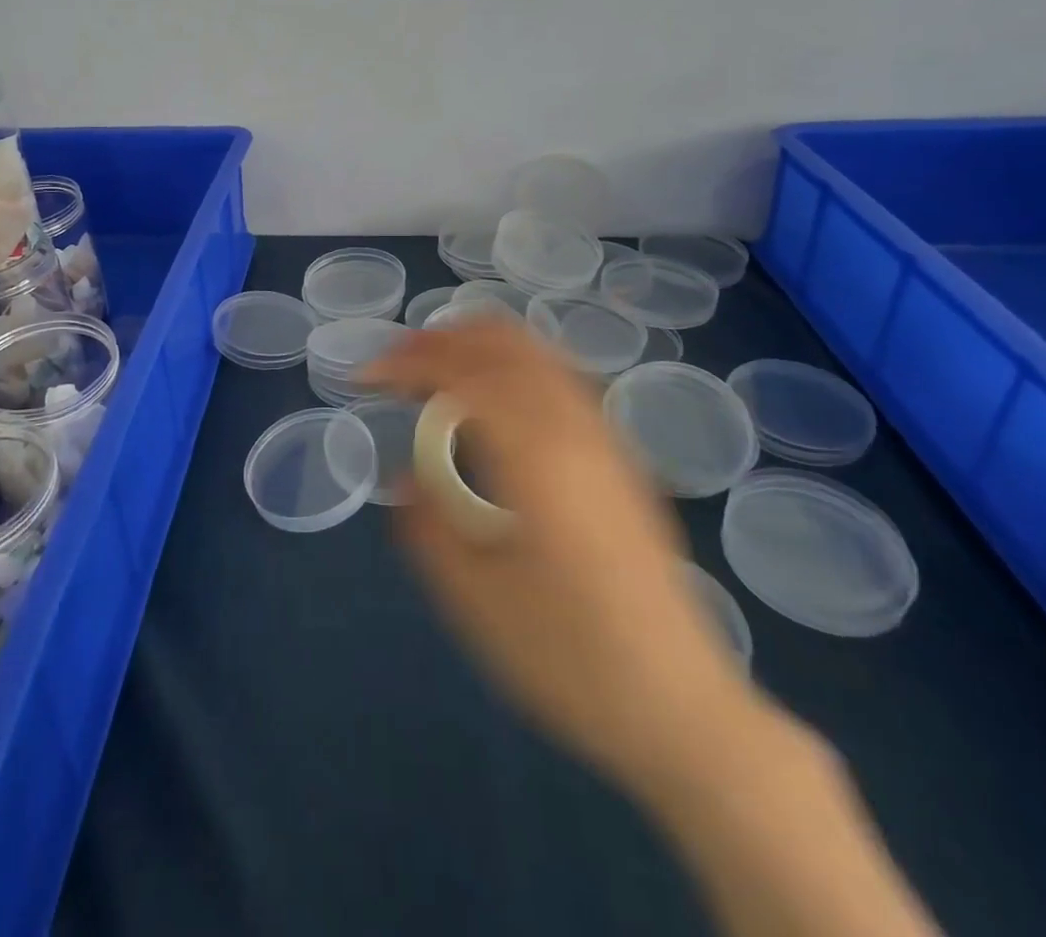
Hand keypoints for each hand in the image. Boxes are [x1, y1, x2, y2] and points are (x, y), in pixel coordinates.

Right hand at [366, 318, 760, 800]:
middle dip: (442, 338)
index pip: (460, 373)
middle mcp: (574, 428)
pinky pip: (560, 377)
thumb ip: (426, 525)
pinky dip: (515, 363)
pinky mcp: (623, 456)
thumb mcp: (472, 600)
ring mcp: (606, 437)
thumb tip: (405, 474)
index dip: (405, 362)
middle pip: (503, 341)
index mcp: (534, 456)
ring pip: (538, 352)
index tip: (365, 378)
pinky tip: (495, 399)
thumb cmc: (568, 658)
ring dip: (480, 345)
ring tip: (437, 369)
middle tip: (397, 363)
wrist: (680, 706)